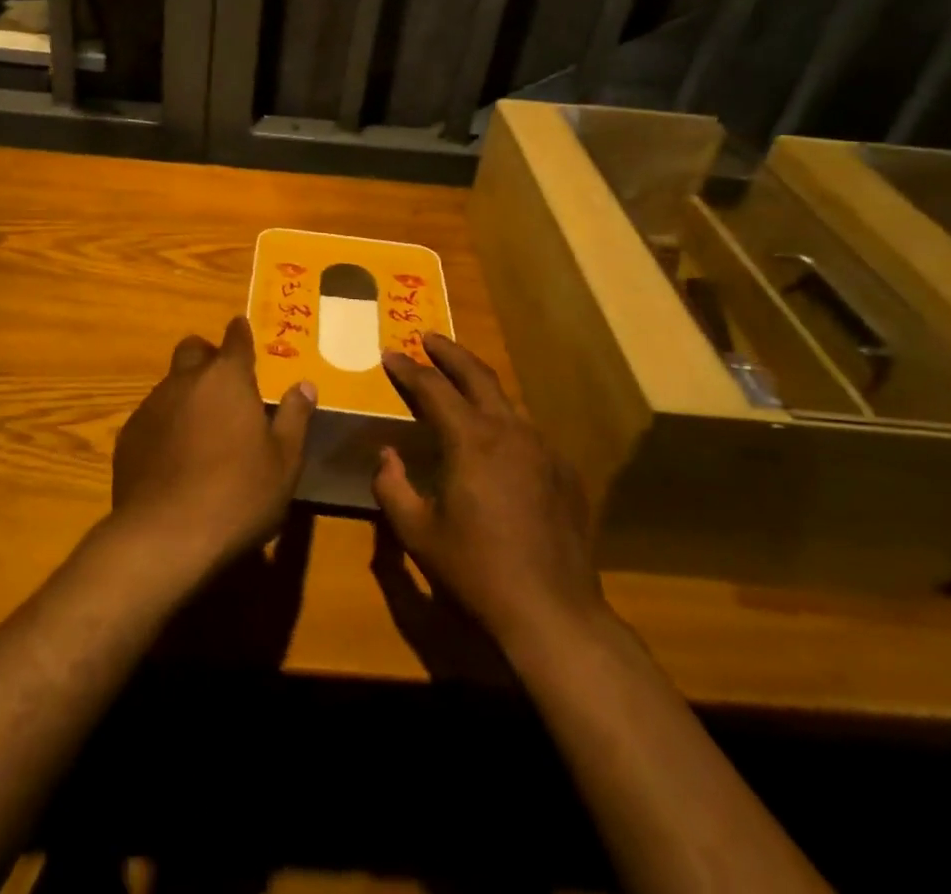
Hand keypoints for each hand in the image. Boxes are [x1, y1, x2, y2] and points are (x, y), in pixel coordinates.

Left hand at [110, 318, 315, 573]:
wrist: (165, 536)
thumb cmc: (238, 495)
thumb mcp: (284, 462)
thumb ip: (294, 417)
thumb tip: (305, 385)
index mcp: (228, 379)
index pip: (235, 339)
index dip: (240, 333)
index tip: (242, 328)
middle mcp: (186, 381)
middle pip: (193, 350)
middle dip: (208, 356)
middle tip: (223, 382)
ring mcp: (151, 406)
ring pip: (170, 384)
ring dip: (186, 393)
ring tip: (201, 428)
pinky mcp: (128, 435)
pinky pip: (151, 416)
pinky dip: (165, 424)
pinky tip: (174, 457)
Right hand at [372, 333, 606, 650]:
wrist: (553, 613)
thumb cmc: (476, 571)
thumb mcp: (417, 533)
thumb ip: (392, 487)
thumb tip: (386, 455)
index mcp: (471, 440)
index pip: (433, 388)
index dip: (408, 369)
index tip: (391, 354)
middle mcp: (510, 431)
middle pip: (477, 375)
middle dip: (449, 353)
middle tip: (428, 338)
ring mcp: (543, 449)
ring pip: (507, 400)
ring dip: (479, 384)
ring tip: (460, 381)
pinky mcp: (564, 472)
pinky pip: (528, 432)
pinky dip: (504, 421)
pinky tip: (497, 440)